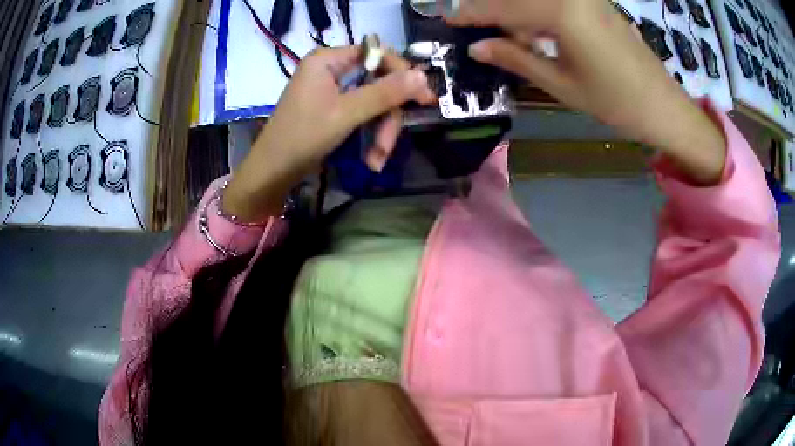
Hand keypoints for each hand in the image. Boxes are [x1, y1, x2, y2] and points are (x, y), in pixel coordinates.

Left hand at [223, 47, 435, 221]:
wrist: (272, 173)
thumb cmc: (302, 137)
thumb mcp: (346, 113)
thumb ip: (385, 93)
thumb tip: (423, 75)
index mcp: (328, 60)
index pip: (377, 55)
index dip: (402, 75)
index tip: (424, 98)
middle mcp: (331, 69)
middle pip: (377, 82)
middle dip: (386, 117)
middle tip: (389, 145)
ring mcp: (331, 90)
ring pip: (372, 102)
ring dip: (380, 132)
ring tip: (377, 159)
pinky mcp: (332, 109)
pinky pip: (362, 114)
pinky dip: (369, 135)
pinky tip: (371, 159)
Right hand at [449, 0, 726, 184]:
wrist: (663, 106)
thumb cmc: (615, 102)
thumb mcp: (561, 84)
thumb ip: (516, 58)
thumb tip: (477, 47)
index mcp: (562, 11)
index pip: (504, 7)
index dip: (473, 14)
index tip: (448, 19)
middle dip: (492, 8)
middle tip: (474, 25)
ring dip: (516, 10)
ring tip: (505, 33)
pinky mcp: (596, 2)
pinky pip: (556, 0)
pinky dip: (538, 10)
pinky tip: (535, 30)